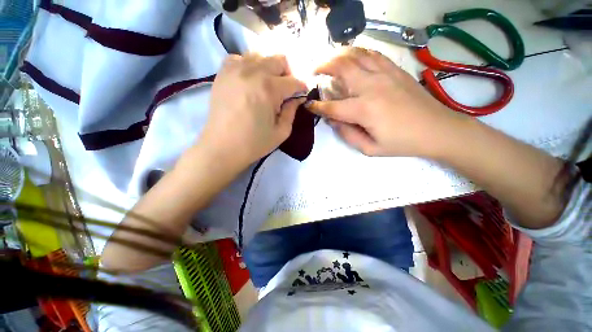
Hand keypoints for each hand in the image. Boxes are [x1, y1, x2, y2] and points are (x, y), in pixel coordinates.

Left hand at [199, 53, 307, 168]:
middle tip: (285, 91)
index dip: (301, 88)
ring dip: (269, 69)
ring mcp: (235, 69)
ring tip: (267, 87)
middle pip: (279, 60)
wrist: (222, 147)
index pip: (294, 81)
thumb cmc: (254, 143)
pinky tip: (249, 81)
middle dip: (287, 74)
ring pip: (260, 56)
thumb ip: (292, 112)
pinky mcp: (222, 73)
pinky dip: (249, 66)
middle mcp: (253, 72)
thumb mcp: (281, 132)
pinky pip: (240, 58)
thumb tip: (296, 99)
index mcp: (270, 89)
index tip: (301, 95)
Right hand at [308, 47, 468, 157]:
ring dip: (338, 55)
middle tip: (314, 70)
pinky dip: (358, 53)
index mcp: (364, 110)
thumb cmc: (402, 143)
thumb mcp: (370, 149)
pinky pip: (373, 54)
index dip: (317, 107)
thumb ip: (348, 135)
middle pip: (341, 67)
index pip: (332, 107)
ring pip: (356, 55)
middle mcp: (371, 87)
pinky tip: (353, 57)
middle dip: (323, 66)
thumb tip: (333, 121)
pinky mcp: (395, 70)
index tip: (308, 105)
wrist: (437, 129)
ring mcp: (385, 74)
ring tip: (329, 60)